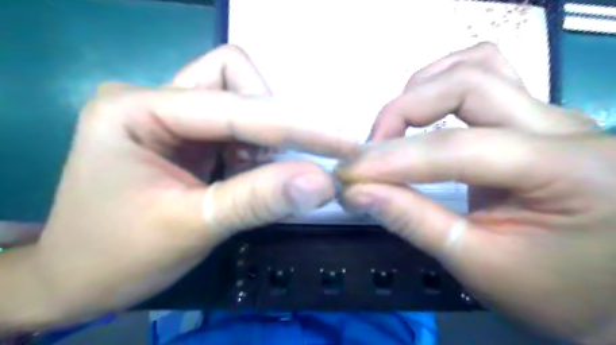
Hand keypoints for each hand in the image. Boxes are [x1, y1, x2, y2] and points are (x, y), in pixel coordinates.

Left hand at [0, 44, 355, 329]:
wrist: (79, 278)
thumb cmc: (118, 256)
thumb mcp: (191, 227)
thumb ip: (258, 200)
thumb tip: (322, 183)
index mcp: (137, 109)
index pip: (235, 107)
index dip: (295, 126)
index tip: (344, 143)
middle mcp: (154, 99)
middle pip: (237, 81)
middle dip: (272, 124)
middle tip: (281, 167)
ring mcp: (171, 114)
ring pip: (241, 98)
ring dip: (264, 137)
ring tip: (259, 174)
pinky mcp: (187, 135)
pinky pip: (237, 125)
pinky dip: (256, 148)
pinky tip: (250, 174)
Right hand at [336, 42, 615, 343]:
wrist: (605, 294)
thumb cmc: (550, 291)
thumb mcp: (477, 264)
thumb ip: (413, 221)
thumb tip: (357, 193)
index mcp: (566, 171)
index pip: (455, 149)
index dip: (391, 160)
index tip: (347, 175)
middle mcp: (563, 127)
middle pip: (465, 84)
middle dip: (401, 114)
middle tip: (370, 153)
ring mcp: (549, 116)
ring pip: (476, 67)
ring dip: (421, 91)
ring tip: (394, 131)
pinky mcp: (532, 120)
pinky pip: (486, 75)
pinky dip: (442, 85)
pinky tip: (426, 116)